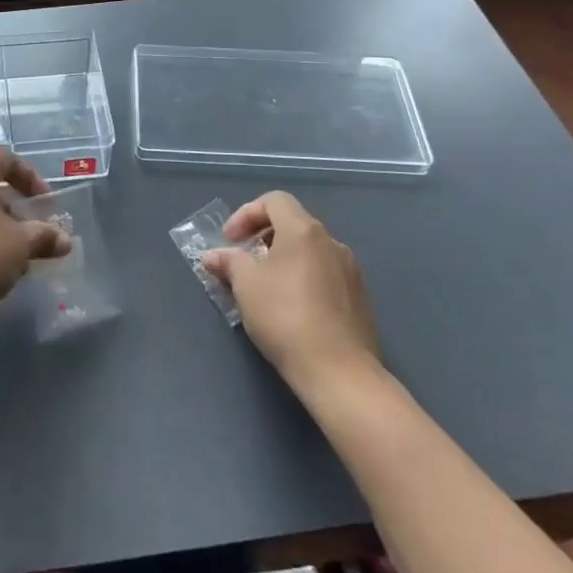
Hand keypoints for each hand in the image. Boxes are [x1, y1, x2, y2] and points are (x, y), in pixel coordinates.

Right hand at [202, 191, 381, 390]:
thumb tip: (214, 256)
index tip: (230, 240)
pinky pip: (324, 274)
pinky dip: (302, 278)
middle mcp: (332, 243)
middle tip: (243, 261)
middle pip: (293, 224)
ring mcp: (350, 271)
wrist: (338, 371)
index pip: (274, 201)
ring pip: (309, 251)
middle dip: (262, 237)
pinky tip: (290, 308)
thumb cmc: (284, 316)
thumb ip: (228, 262)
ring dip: (282, 259)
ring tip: (264, 287)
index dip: (246, 213)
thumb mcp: (245, 285)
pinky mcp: (359, 298)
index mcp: (304, 231)